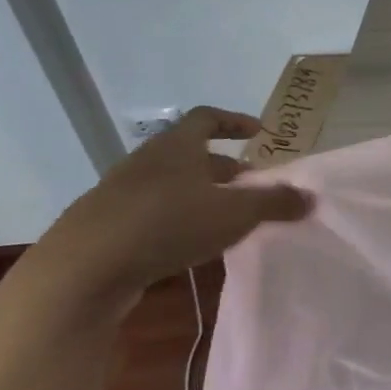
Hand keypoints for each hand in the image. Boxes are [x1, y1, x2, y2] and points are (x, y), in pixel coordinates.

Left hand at [37, 106, 312, 307]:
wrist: (80, 272)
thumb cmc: (167, 226)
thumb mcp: (234, 214)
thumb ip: (274, 203)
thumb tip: (310, 197)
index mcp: (175, 146)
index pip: (206, 118)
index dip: (234, 122)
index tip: (258, 132)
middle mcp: (145, 162)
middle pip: (189, 154)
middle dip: (222, 167)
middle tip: (248, 185)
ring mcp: (118, 194)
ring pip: (168, 184)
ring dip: (197, 195)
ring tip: (222, 218)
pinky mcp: (103, 227)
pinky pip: (148, 212)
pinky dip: (173, 220)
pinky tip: (186, 245)